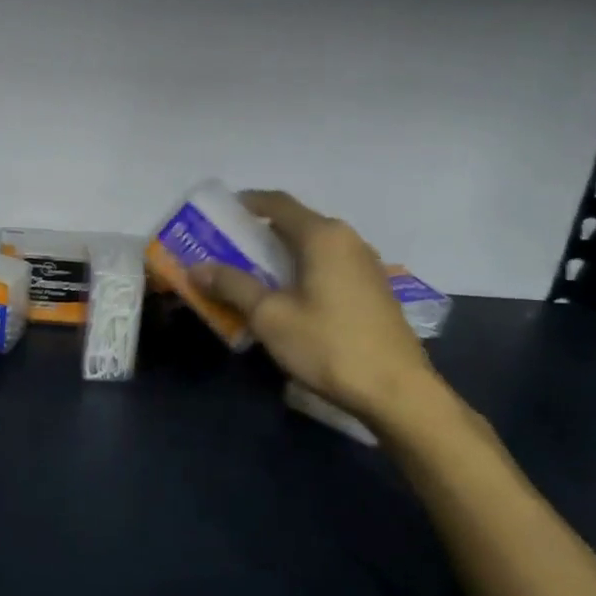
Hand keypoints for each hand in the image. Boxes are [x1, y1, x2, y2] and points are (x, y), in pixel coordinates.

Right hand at [188, 190, 443, 432]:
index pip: (277, 203)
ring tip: (249, 274)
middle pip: (295, 223)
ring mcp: (365, 266)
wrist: (398, 393)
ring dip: (279, 255)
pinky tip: (286, 297)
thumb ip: (232, 285)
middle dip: (257, 233)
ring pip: (312, 247)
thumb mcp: (269, 316)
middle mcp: (348, 241)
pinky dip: (301, 271)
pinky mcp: (373, 290)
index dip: (245, 203)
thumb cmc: (328, 345)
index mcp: (322, 236)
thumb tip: (197, 268)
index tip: (218, 213)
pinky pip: (328, 266)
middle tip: (225, 249)